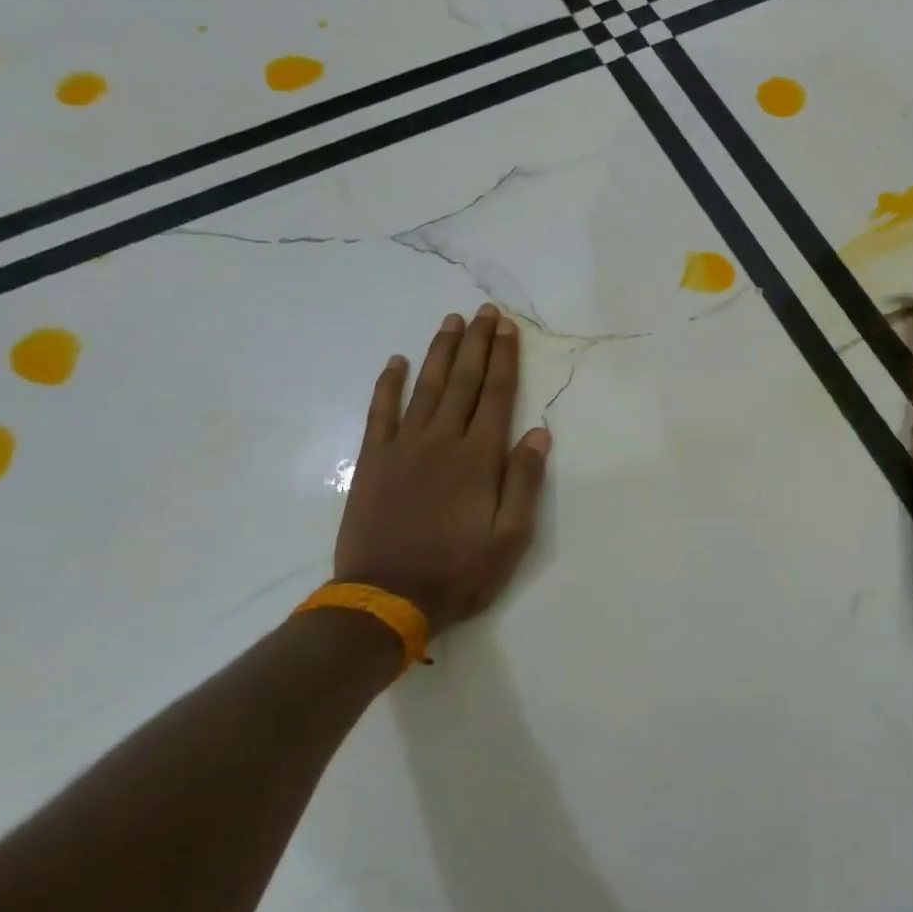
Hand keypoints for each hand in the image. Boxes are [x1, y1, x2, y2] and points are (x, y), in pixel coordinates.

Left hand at [333, 305, 551, 635]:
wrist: (386, 599)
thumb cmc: (458, 571)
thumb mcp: (510, 537)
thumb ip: (523, 481)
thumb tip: (539, 432)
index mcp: (478, 458)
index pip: (497, 396)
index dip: (504, 359)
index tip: (508, 328)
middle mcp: (442, 441)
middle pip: (465, 382)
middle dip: (477, 344)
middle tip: (484, 311)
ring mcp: (404, 448)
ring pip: (427, 388)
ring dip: (440, 353)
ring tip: (451, 322)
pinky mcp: (374, 462)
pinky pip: (381, 413)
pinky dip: (388, 385)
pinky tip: (396, 362)